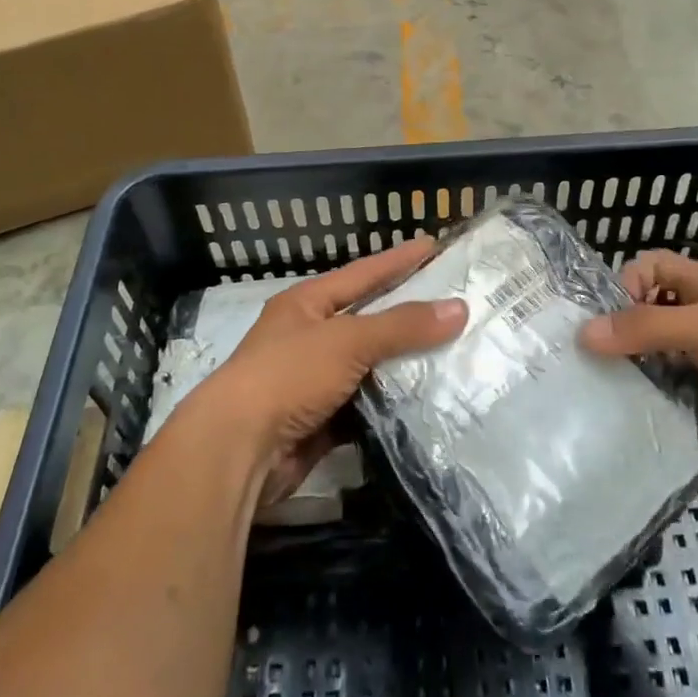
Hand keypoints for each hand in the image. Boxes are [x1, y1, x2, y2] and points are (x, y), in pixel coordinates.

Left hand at [202, 237, 466, 506]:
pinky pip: (365, 407)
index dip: (398, 260)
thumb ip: (402, 326)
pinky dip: (391, 405)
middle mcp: (308, 338)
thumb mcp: (347, 340)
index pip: (362, 274)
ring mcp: (313, 382)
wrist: (238, 450)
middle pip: (368, 321)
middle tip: (456, 305)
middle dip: (408, 316)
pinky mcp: (320, 422)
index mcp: (306, 305)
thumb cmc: (288, 376)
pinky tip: (427, 401)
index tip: (433, 246)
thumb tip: (459, 309)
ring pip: (369, 367)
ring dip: (404, 366)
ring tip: (454, 354)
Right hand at [579, 249, 697, 464]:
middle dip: (620, 333)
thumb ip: (645, 328)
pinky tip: (634, 417)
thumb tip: (582, 334)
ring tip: (599, 392)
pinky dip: (658, 401)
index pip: (648, 269)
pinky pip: (678, 393)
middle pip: (649, 314)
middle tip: (584, 361)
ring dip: (636, 371)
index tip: (604, 320)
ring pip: (660, 357)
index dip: (623, 285)